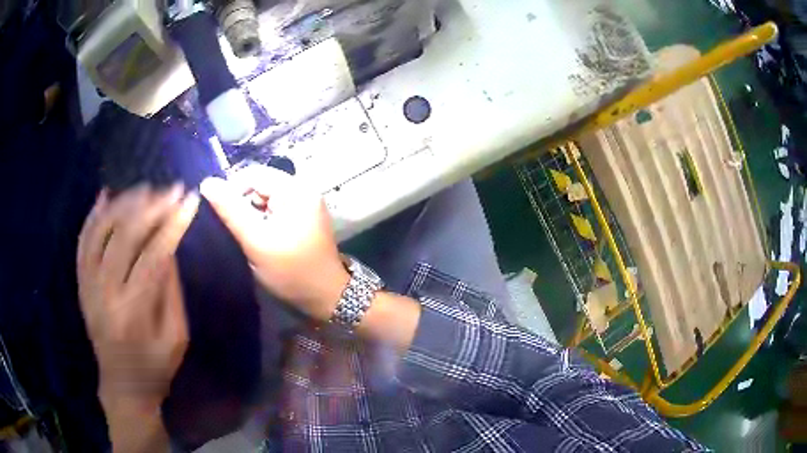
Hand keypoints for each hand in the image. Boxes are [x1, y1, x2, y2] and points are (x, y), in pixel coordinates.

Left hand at [77, 185, 198, 407]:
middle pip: (124, 236)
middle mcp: (104, 293)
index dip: (172, 225)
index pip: (153, 256)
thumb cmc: (156, 367)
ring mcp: (88, 285)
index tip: (189, 201)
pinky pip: (82, 242)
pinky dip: (92, 215)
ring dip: (123, 204)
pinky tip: (105, 194)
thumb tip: (169, 245)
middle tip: (171, 190)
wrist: (123, 386)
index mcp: (133, 312)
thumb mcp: (176, 337)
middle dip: (150, 207)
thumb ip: (171, 290)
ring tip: (145, 190)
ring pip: (100, 231)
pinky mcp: (81, 284)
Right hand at [200, 166, 348, 320]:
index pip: (252, 174)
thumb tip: (207, 182)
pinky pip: (276, 207)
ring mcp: (306, 202)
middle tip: (237, 231)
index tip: (223, 217)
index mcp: (295, 188)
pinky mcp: (304, 215)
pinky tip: (261, 237)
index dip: (232, 191)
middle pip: (260, 184)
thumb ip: (230, 211)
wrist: (326, 296)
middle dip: (243, 203)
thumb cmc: (291, 270)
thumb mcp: (256, 241)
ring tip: (249, 236)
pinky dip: (263, 218)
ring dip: (252, 212)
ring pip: (266, 197)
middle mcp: (303, 188)